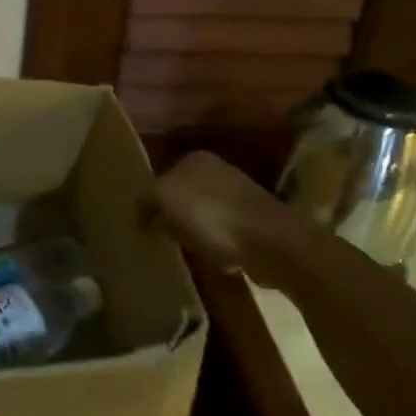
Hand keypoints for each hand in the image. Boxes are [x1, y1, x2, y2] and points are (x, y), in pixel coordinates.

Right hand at [154, 151, 307, 288]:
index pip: (162, 177)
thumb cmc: (210, 214)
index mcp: (195, 159)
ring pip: (204, 214)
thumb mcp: (163, 198)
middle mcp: (219, 170)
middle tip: (162, 237)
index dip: (152, 202)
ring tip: (187, 250)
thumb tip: (145, 213)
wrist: (270, 242)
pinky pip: (224, 234)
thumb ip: (147, 200)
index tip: (144, 224)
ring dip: (196, 231)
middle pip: (184, 195)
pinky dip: (217, 245)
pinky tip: (214, 257)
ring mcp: (241, 196)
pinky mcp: (256, 222)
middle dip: (174, 215)